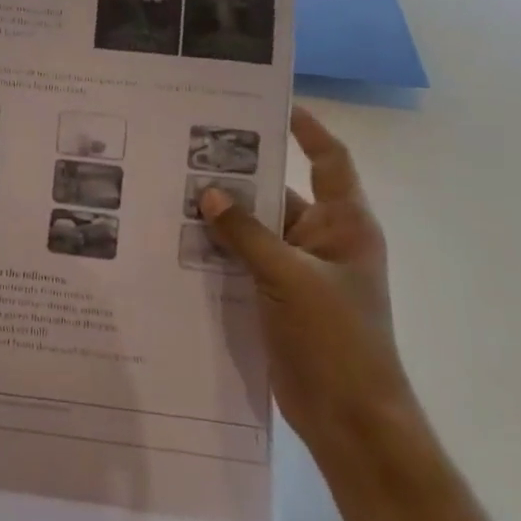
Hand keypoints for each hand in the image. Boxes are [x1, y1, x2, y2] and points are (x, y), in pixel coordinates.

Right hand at [199, 106, 414, 463]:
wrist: (349, 417)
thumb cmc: (337, 338)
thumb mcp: (291, 277)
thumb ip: (247, 234)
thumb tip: (208, 194)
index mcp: (344, 224)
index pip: (329, 160)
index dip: (307, 130)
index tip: (272, 103)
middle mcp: (321, 239)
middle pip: (277, 193)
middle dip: (238, 176)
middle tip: (188, 149)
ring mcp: (296, 270)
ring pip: (253, 229)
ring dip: (220, 216)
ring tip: (170, 190)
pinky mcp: (275, 296)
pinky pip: (241, 260)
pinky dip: (216, 250)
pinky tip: (176, 239)